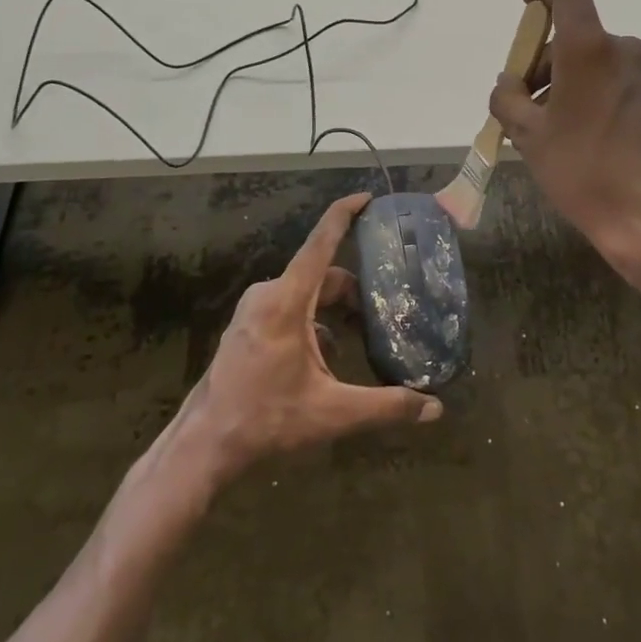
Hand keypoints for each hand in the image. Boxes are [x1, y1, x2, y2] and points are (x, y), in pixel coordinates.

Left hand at [178, 193, 442, 483]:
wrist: (205, 445)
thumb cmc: (267, 420)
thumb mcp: (333, 413)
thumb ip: (386, 406)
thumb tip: (435, 408)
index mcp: (286, 301)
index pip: (320, 243)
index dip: (344, 214)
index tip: (367, 197)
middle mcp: (268, 295)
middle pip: (320, 275)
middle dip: (353, 289)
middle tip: (384, 309)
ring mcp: (253, 310)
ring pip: (305, 293)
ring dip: (334, 309)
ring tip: (362, 336)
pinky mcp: (247, 325)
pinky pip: (289, 308)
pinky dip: (314, 321)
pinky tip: (328, 357)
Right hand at [489, 0, 640, 276]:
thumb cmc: (581, 169)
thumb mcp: (528, 135)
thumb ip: (507, 99)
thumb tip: (507, 84)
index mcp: (589, 49)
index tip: (525, 0)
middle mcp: (621, 51)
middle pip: (572, 38)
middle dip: (540, 61)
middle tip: (517, 100)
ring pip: (589, 62)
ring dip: (560, 81)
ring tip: (538, 126)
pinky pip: (607, 80)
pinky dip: (582, 92)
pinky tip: (567, 132)